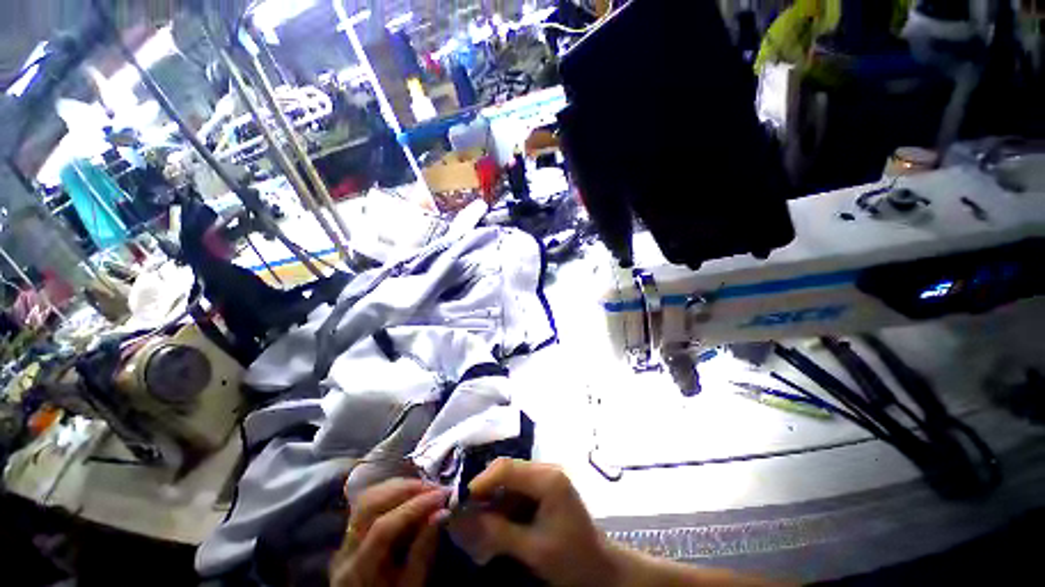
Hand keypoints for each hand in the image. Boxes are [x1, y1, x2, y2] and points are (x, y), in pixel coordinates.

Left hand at [330, 479, 449, 586]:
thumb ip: (423, 550)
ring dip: (400, 487)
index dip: (415, 507)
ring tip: (426, 488)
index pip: (383, 528)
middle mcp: (345, 551)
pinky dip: (392, 491)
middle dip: (406, 489)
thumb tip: (442, 512)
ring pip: (368, 498)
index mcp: (358, 571)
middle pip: (370, 505)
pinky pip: (369, 502)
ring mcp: (344, 539)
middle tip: (435, 487)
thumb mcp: (412, 586)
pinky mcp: (351, 533)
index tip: (442, 496)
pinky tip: (411, 493)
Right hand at [449, 458, 616, 586]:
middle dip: (484, 492)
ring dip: (492, 500)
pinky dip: (502, 506)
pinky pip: (515, 490)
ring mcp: (545, 478)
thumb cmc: (572, 560)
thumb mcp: (533, 550)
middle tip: (465, 516)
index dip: (480, 483)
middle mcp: (546, 470)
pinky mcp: (543, 488)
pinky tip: (496, 525)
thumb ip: (497, 533)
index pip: (506, 469)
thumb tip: (460, 519)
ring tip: (478, 525)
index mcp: (548, 479)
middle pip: (506, 471)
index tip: (459, 504)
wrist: (600, 569)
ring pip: (508, 481)